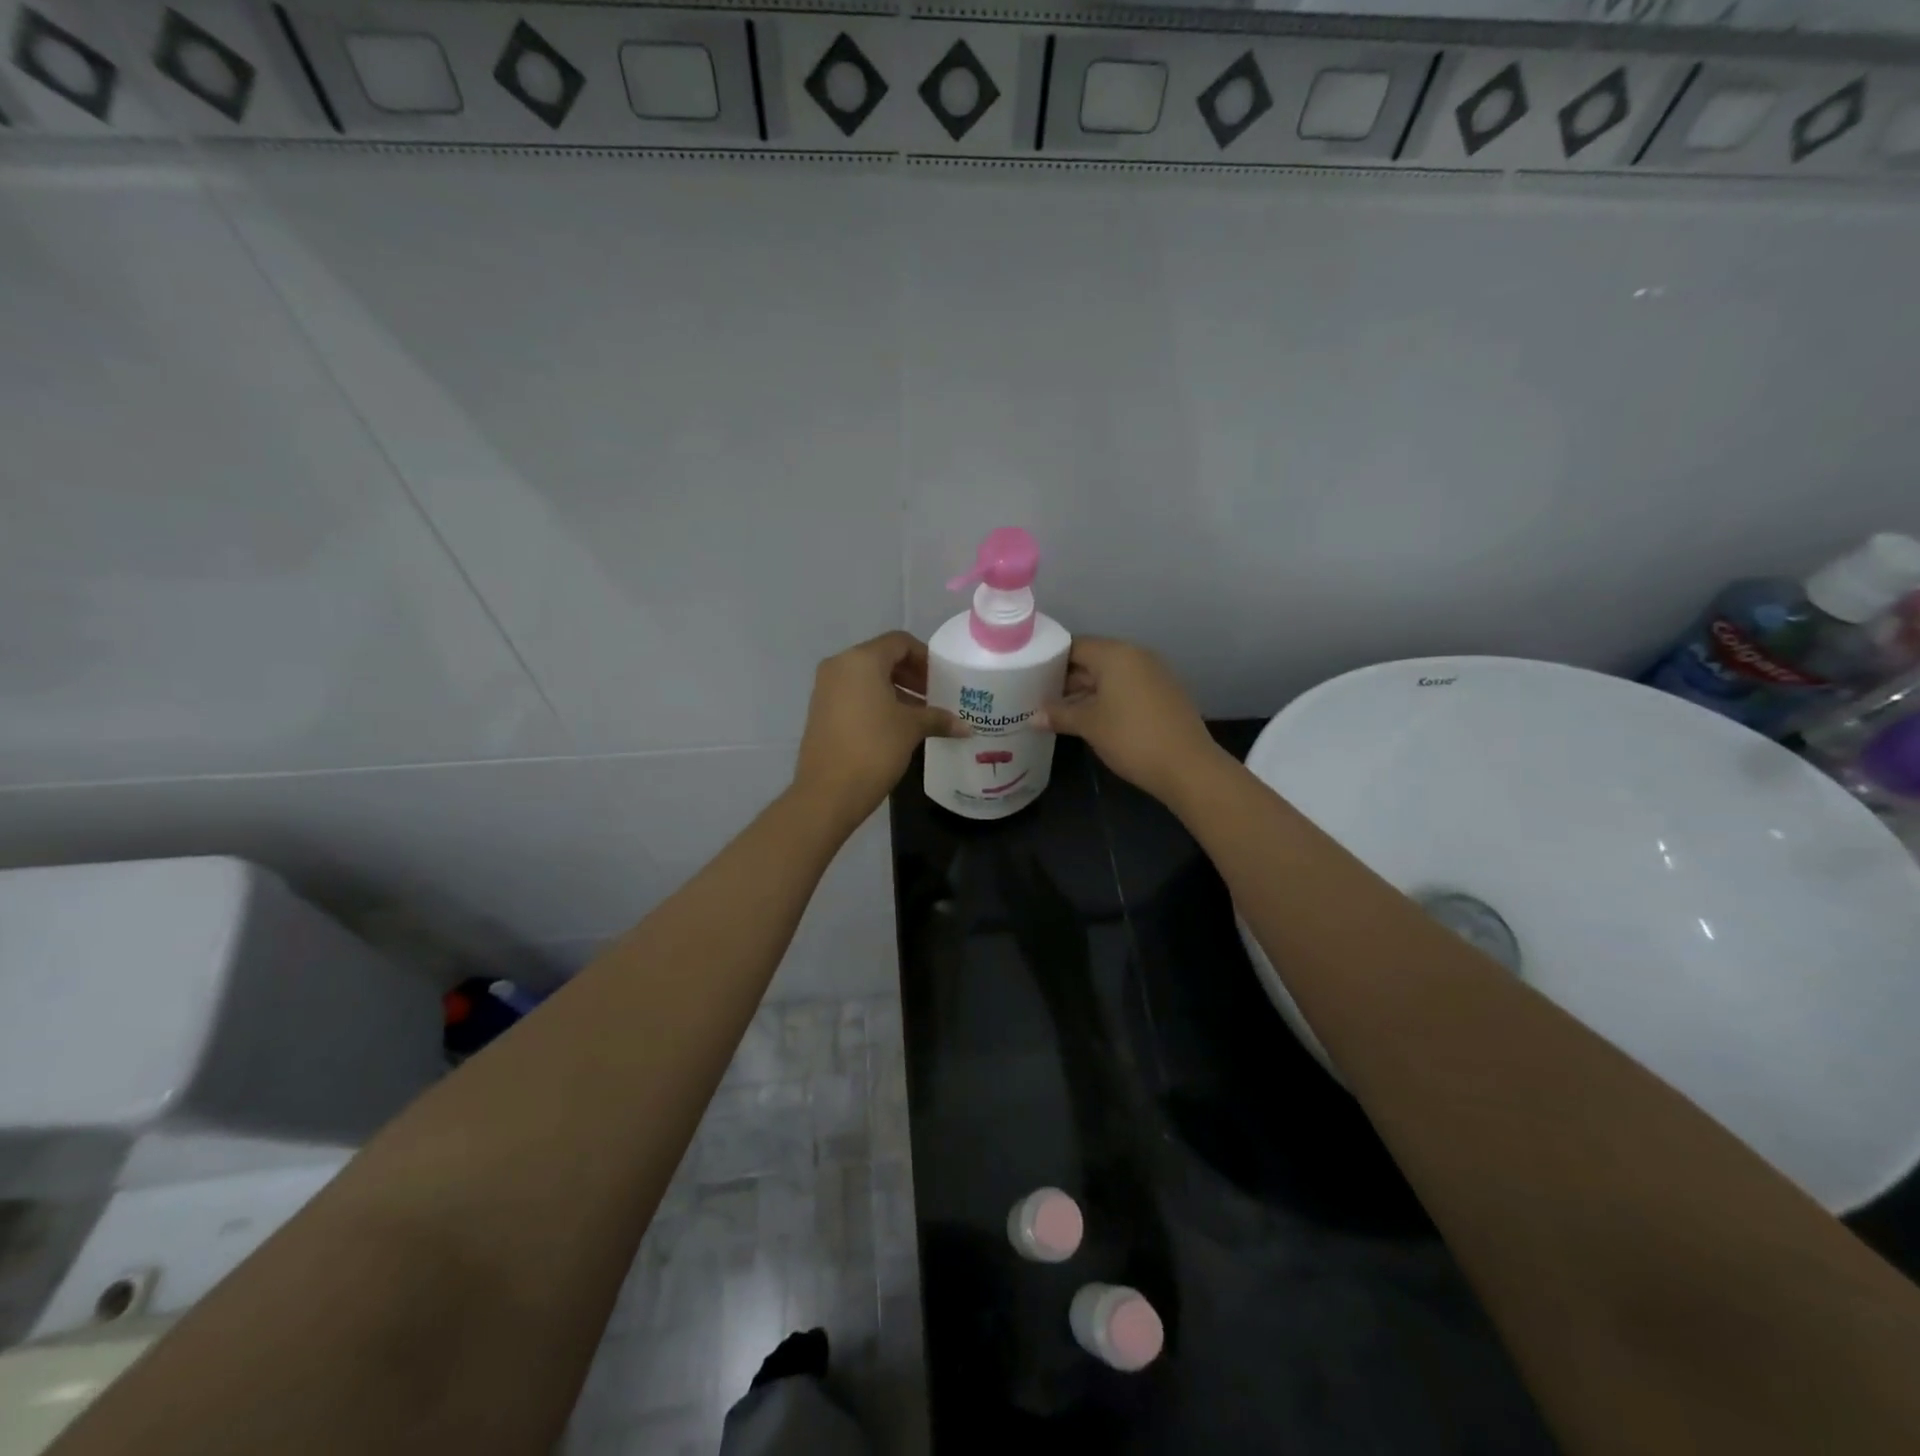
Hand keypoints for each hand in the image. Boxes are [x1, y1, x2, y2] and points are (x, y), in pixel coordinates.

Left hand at [792, 631, 968, 829]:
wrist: (828, 791)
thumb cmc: (874, 748)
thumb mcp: (911, 729)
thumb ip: (938, 718)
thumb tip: (965, 727)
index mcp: (861, 660)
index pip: (899, 642)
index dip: (925, 657)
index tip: (942, 678)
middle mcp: (839, 666)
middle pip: (882, 658)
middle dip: (911, 675)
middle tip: (934, 695)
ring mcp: (825, 688)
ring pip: (867, 678)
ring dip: (895, 690)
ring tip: (920, 714)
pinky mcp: (820, 711)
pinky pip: (854, 694)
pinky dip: (876, 702)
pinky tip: (895, 726)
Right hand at [1039, 638, 1222, 803]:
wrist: (1187, 766)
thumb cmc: (1131, 737)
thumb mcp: (1089, 725)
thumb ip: (1059, 714)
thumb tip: (1033, 716)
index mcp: (1116, 654)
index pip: (1074, 646)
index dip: (1050, 660)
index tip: (1030, 677)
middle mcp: (1136, 656)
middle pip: (1093, 660)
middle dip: (1067, 679)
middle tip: (1039, 697)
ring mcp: (1154, 675)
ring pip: (1110, 676)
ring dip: (1086, 692)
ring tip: (1059, 712)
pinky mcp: (1164, 695)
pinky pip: (1127, 689)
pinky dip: (1107, 700)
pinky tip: (1090, 720)